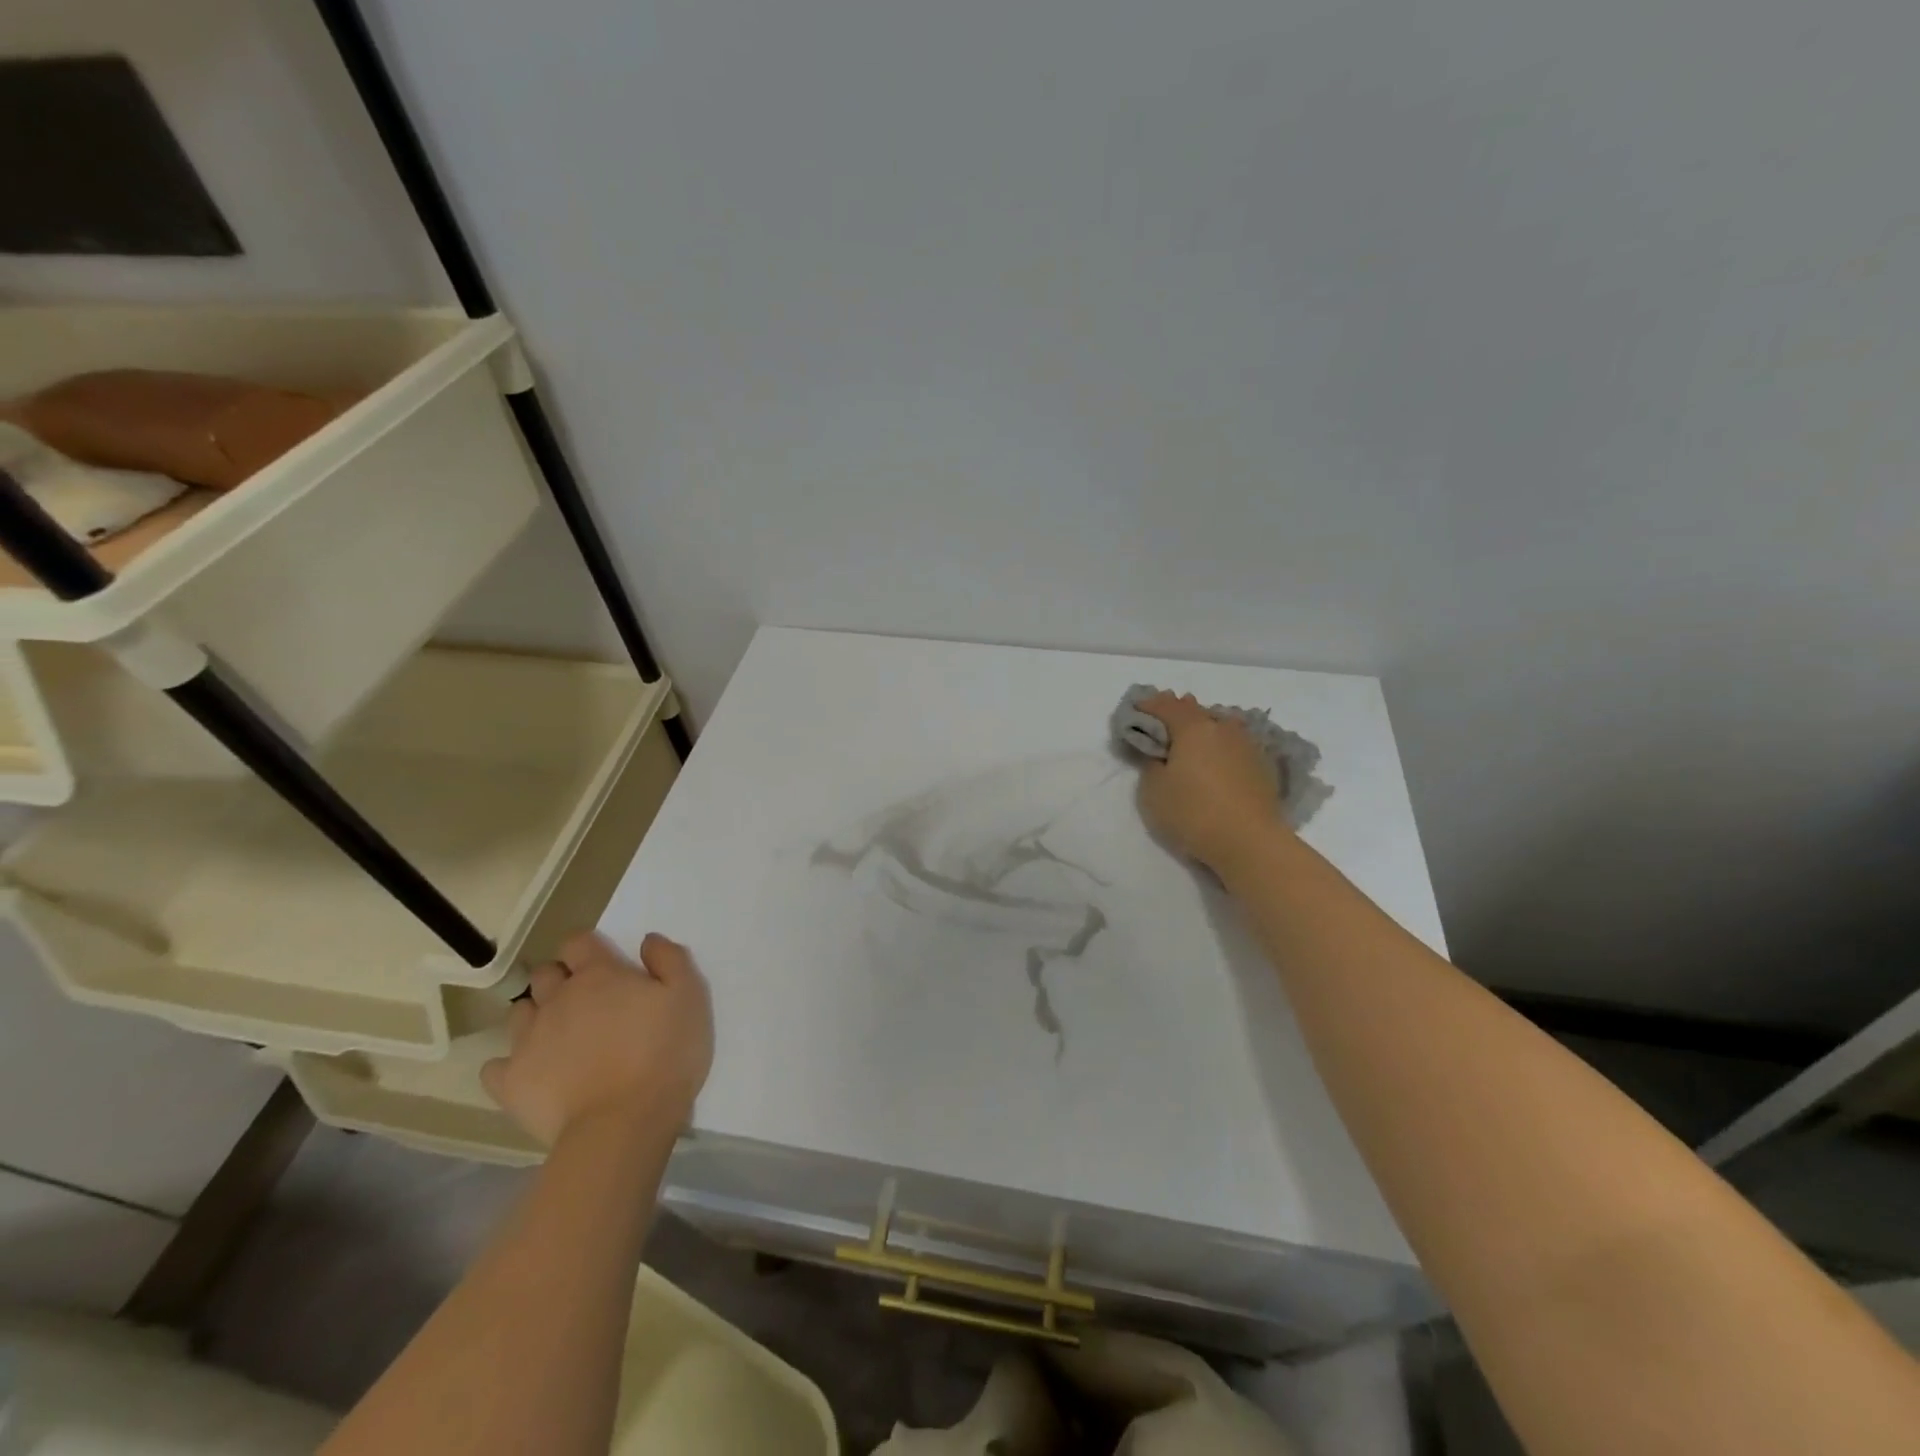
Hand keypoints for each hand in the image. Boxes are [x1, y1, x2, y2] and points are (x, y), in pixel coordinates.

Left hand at [482, 932, 713, 1147]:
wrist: (623, 1124)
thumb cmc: (664, 1053)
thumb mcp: (689, 996)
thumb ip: (670, 959)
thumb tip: (647, 941)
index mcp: (598, 975)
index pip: (578, 942)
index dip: (588, 948)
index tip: (604, 963)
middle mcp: (557, 999)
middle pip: (545, 974)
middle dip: (560, 979)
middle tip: (586, 1001)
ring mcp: (528, 1041)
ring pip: (519, 1013)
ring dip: (536, 1016)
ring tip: (560, 1037)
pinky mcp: (511, 1083)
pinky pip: (495, 1066)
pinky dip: (510, 1065)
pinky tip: (531, 1073)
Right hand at [1135, 691, 1288, 871]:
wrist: (1250, 842)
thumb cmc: (1193, 812)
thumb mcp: (1153, 791)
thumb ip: (1152, 764)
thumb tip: (1162, 755)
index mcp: (1193, 728)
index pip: (1166, 705)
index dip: (1149, 704)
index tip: (1136, 708)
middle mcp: (1223, 728)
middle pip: (1196, 711)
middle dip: (1178, 712)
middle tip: (1164, 720)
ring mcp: (1247, 745)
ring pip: (1220, 726)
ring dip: (1204, 728)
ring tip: (1193, 738)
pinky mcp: (1262, 765)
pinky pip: (1234, 745)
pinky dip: (1221, 746)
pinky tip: (1217, 758)